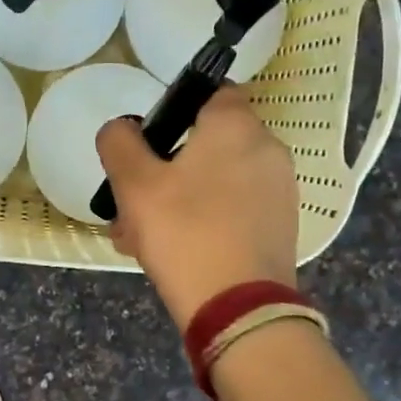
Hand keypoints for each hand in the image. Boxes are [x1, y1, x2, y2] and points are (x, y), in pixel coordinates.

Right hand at [96, 87, 297, 327]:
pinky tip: (173, 252)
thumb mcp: (134, 184)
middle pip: (208, 143)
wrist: (239, 309)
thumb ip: (119, 143)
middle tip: (133, 201)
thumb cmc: (184, 233)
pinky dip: (205, 219)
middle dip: (166, 168)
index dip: (176, 109)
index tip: (149, 141)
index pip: (211, 92)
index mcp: (236, 126)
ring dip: (178, 199)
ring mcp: (279, 190)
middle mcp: (267, 149)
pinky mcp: (280, 226)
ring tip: (141, 236)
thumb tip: (121, 128)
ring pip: (216, 181)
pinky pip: (234, 209)